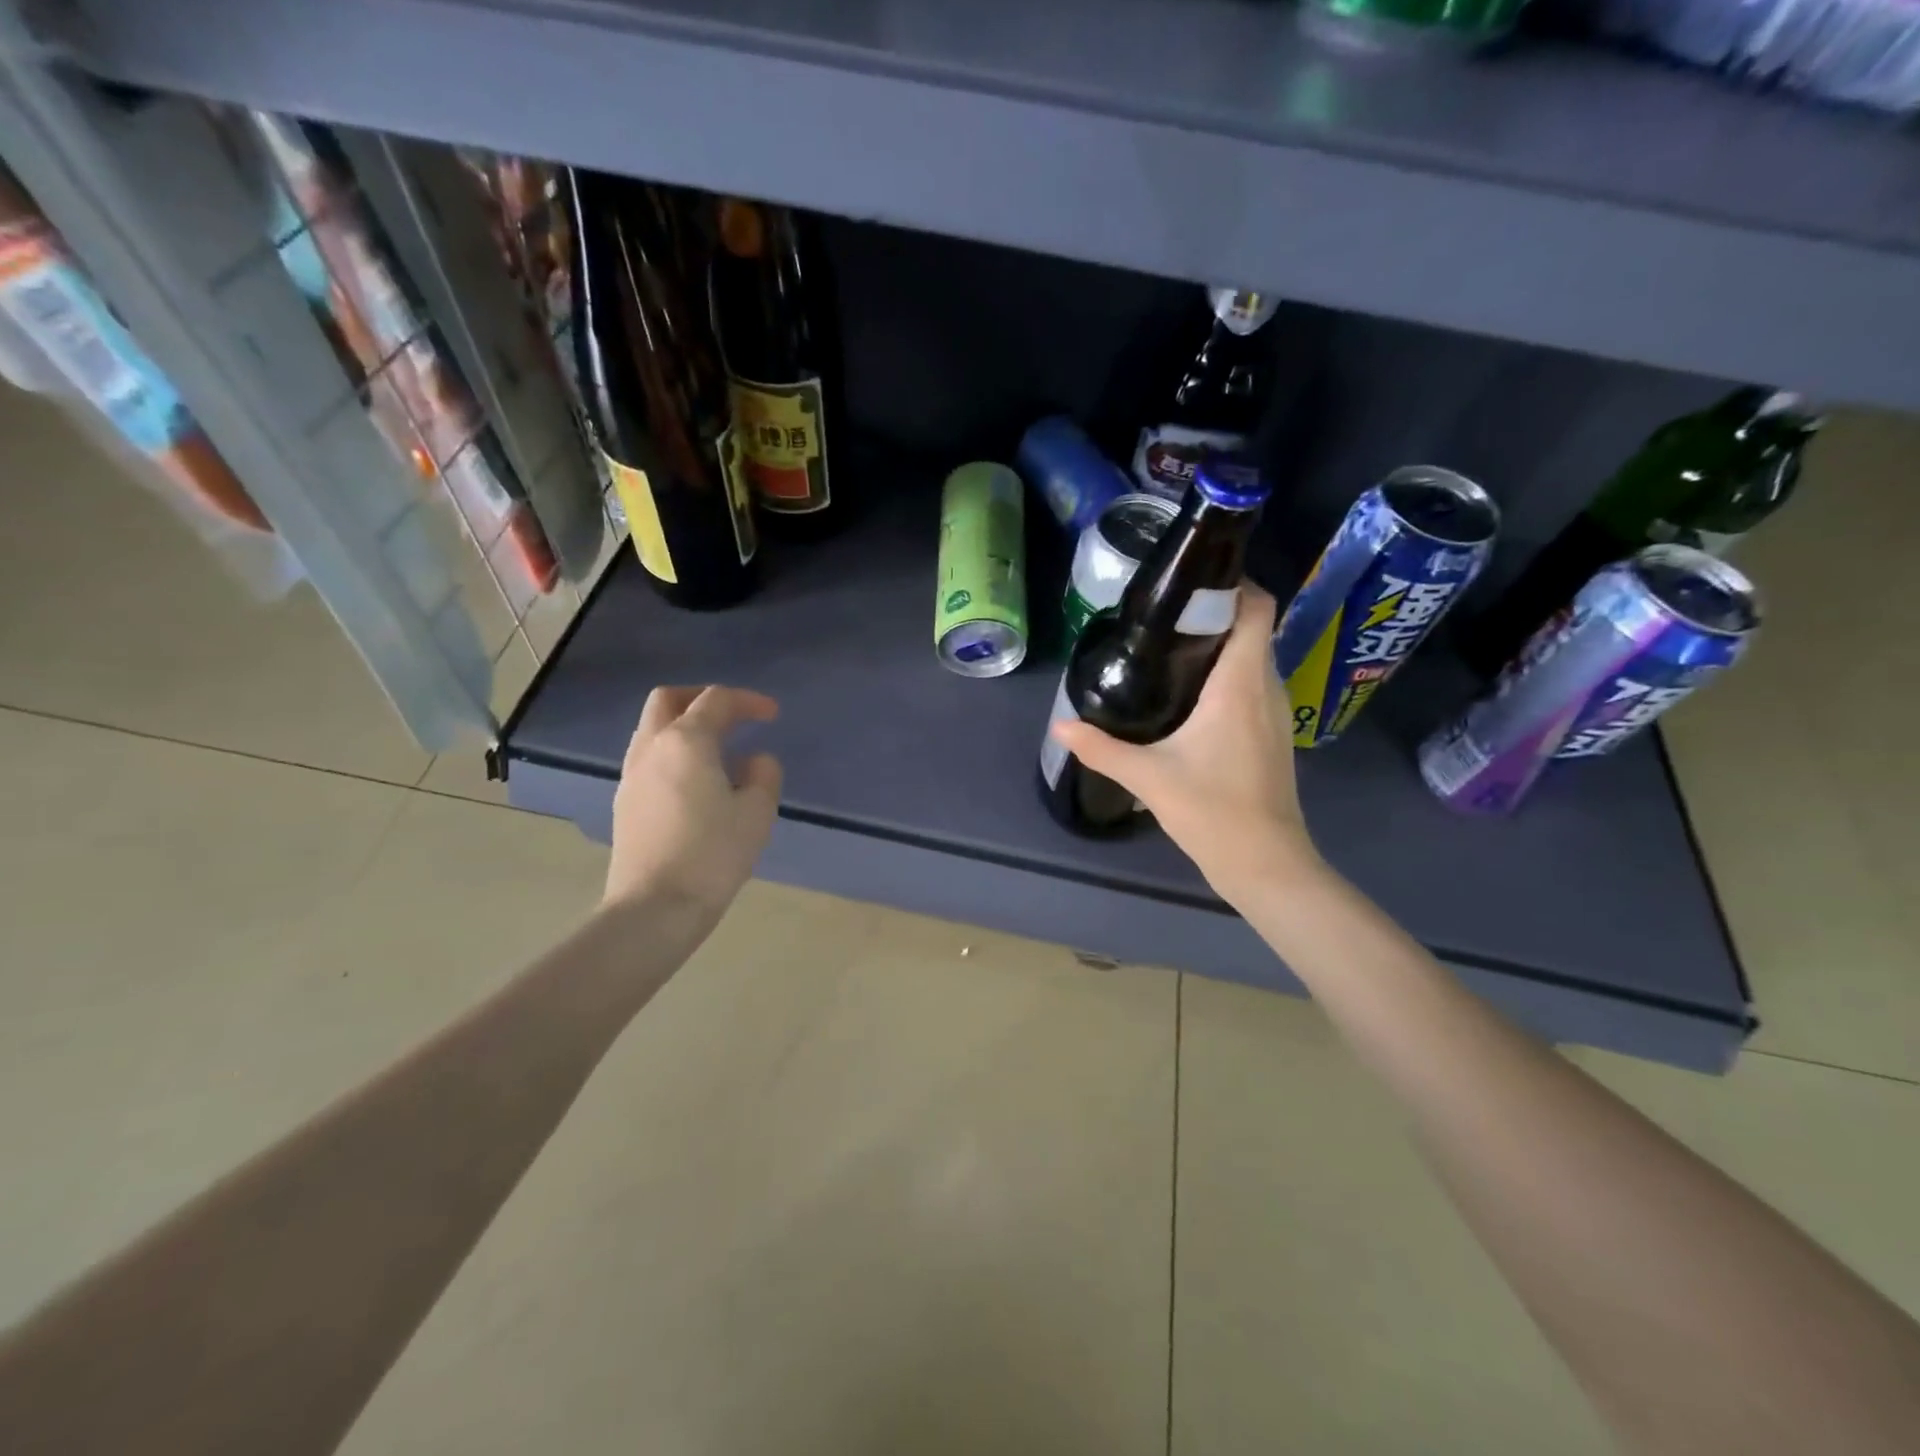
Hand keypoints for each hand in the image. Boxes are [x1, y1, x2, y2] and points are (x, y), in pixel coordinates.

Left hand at [604, 685, 782, 920]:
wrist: (654, 908)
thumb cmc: (712, 854)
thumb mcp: (757, 812)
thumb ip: (763, 774)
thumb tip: (755, 761)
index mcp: (685, 742)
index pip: (716, 700)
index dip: (748, 701)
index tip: (773, 715)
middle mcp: (651, 749)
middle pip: (669, 700)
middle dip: (702, 698)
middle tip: (733, 716)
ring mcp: (632, 776)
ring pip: (653, 729)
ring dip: (685, 727)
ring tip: (720, 752)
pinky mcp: (625, 803)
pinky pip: (650, 759)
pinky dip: (674, 753)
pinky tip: (698, 782)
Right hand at [1052, 585, 1319, 908]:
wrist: (1267, 863)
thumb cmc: (1214, 812)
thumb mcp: (1149, 778)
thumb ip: (1102, 748)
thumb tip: (1061, 725)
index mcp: (1240, 685)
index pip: (1257, 609)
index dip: (1235, 583)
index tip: (1191, 579)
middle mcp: (1265, 688)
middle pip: (1254, 627)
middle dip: (1216, 611)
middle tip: (1164, 613)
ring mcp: (1274, 712)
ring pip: (1254, 656)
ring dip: (1222, 643)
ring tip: (1171, 645)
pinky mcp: (1271, 733)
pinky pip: (1253, 683)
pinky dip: (1228, 672)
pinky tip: (1190, 692)